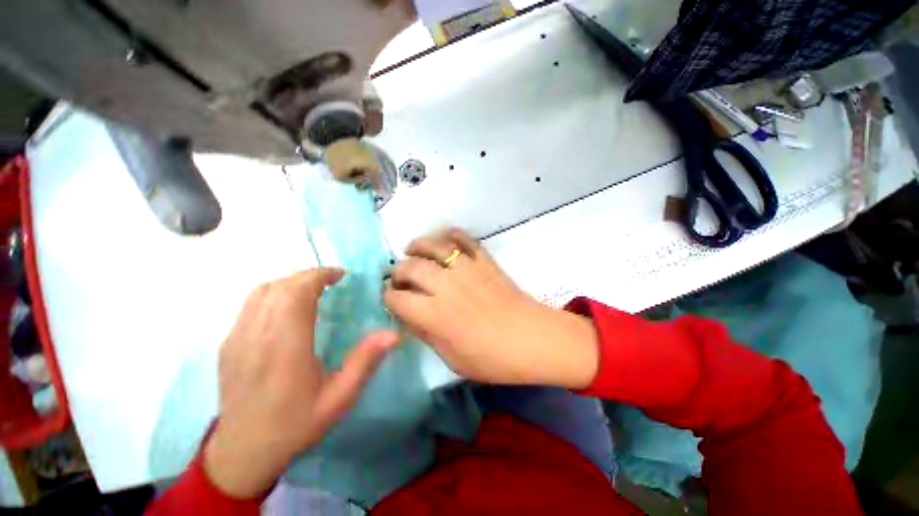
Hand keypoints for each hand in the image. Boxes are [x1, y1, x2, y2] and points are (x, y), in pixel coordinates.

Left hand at [204, 269, 399, 498]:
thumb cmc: (295, 424)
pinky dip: (274, 293)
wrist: (243, 452)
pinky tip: (288, 307)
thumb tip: (394, 333)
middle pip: (280, 286)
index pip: (297, 293)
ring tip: (312, 290)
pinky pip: (250, 304)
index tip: (340, 276)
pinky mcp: (228, 342)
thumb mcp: (339, 398)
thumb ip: (365, 362)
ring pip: (262, 291)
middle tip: (332, 282)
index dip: (319, 276)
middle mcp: (257, 335)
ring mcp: (237, 337)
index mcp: (286, 346)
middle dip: (309, 276)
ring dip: (291, 282)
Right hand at [383, 228, 597, 388]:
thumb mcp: (452, 358)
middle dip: (398, 270)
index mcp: (434, 314)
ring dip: (418, 245)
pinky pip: (465, 239)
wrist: (532, 339)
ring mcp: (467, 269)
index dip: (388, 297)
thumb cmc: (492, 358)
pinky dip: (452, 234)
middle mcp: (446, 285)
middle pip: (411, 267)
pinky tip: (444, 239)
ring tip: (412, 249)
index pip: (398, 298)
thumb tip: (408, 318)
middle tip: (399, 276)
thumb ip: (426, 335)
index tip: (389, 297)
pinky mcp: (484, 261)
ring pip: (434, 246)